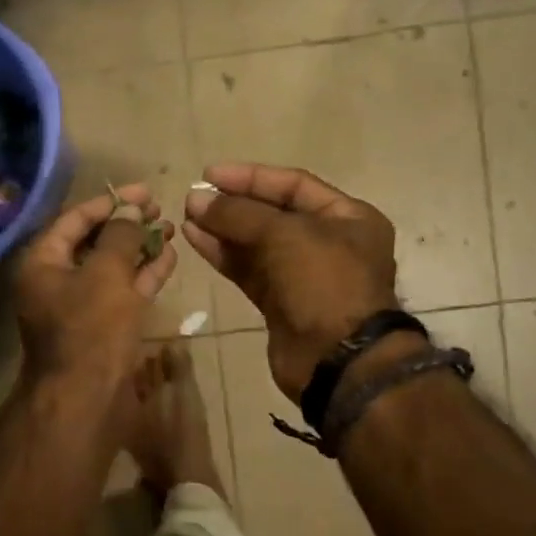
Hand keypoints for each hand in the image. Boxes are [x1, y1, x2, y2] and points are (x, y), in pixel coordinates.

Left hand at [15, 183, 176, 394]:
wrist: (86, 399)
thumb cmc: (91, 328)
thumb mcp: (106, 273)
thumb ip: (121, 235)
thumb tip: (132, 208)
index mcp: (43, 263)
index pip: (75, 219)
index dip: (110, 202)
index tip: (144, 191)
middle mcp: (57, 281)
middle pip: (94, 242)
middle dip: (128, 225)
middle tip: (159, 209)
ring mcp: (80, 306)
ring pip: (112, 268)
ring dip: (139, 248)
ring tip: (170, 228)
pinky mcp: (102, 327)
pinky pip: (123, 292)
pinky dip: (144, 275)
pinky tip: (169, 257)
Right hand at [183, 163, 397, 401]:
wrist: (339, 362)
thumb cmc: (324, 283)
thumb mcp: (285, 236)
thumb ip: (239, 214)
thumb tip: (196, 201)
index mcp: (348, 217)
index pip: (293, 185)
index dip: (251, 177)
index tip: (210, 174)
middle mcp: (328, 242)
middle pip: (273, 214)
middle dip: (233, 205)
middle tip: (193, 198)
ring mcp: (304, 276)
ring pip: (257, 244)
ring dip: (223, 229)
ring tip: (187, 216)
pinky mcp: (281, 304)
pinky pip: (249, 270)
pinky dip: (224, 255)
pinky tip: (196, 240)